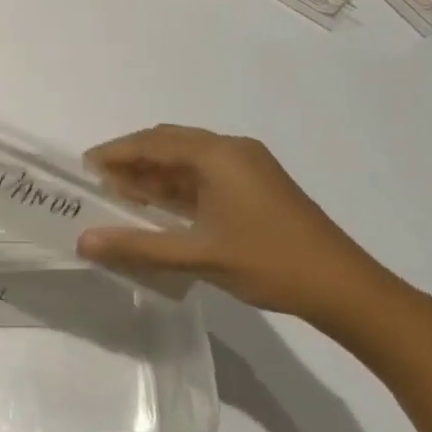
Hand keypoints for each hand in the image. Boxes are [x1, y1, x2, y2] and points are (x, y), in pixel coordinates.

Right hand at [79, 126, 392, 324]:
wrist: (346, 289)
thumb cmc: (270, 263)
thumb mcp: (198, 255)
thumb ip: (138, 246)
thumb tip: (84, 241)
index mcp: (217, 154)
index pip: (153, 142)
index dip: (116, 152)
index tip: (85, 167)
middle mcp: (232, 150)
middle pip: (169, 144)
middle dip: (133, 160)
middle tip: (101, 182)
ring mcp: (249, 167)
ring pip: (188, 161)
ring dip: (156, 175)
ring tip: (122, 196)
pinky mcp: (258, 186)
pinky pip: (206, 175)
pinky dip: (179, 187)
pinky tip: (161, 208)